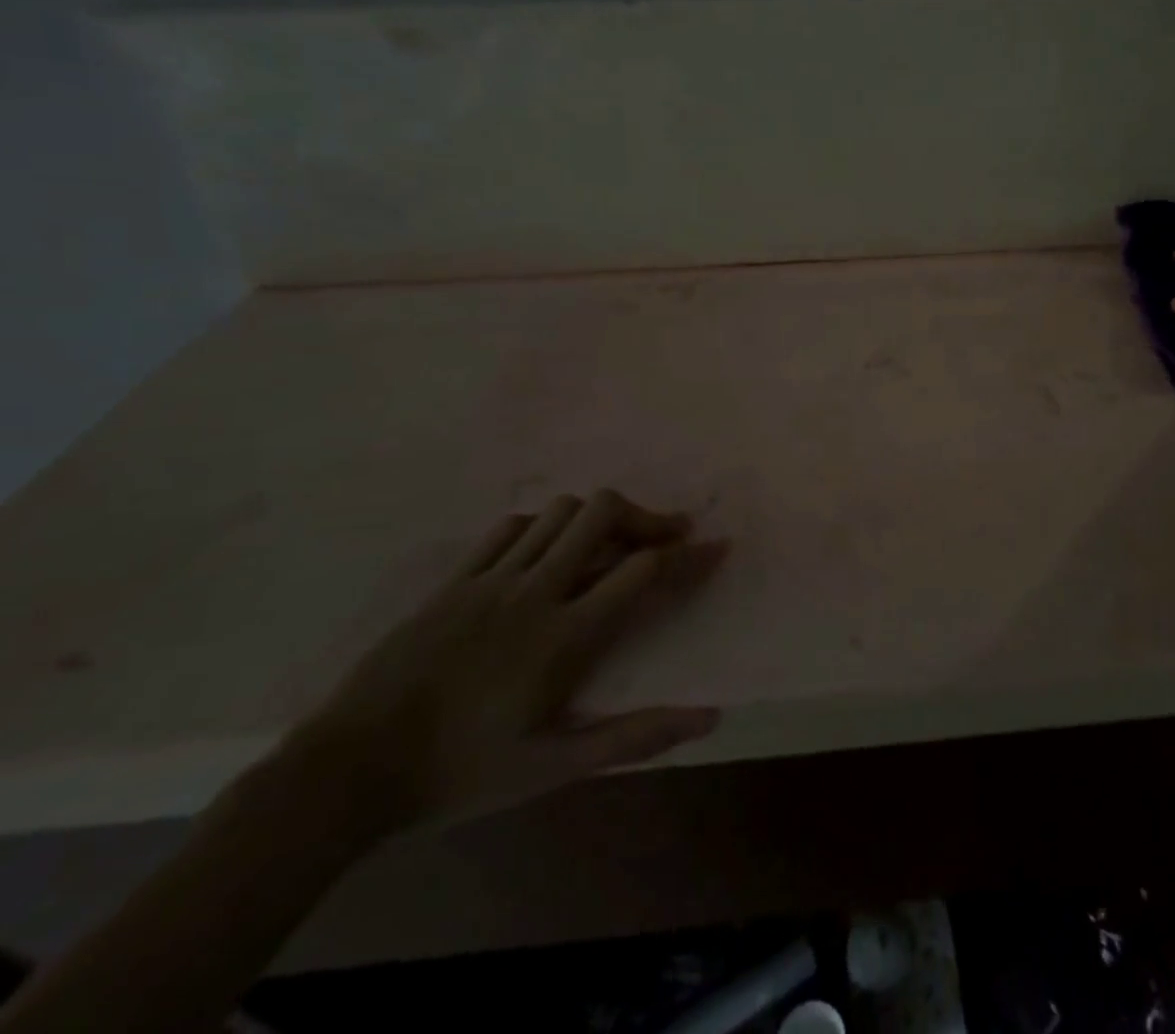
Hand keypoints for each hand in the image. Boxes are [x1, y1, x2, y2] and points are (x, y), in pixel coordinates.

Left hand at [290, 490, 727, 831]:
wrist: (345, 774)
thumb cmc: (460, 773)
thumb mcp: (553, 768)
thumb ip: (634, 738)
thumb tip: (709, 718)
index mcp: (565, 636)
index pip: (642, 569)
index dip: (688, 554)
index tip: (715, 548)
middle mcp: (535, 592)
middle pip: (602, 514)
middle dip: (645, 516)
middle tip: (665, 534)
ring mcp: (490, 579)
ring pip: (559, 512)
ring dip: (596, 519)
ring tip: (609, 543)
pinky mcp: (454, 580)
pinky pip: (509, 526)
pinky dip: (542, 527)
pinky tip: (546, 552)